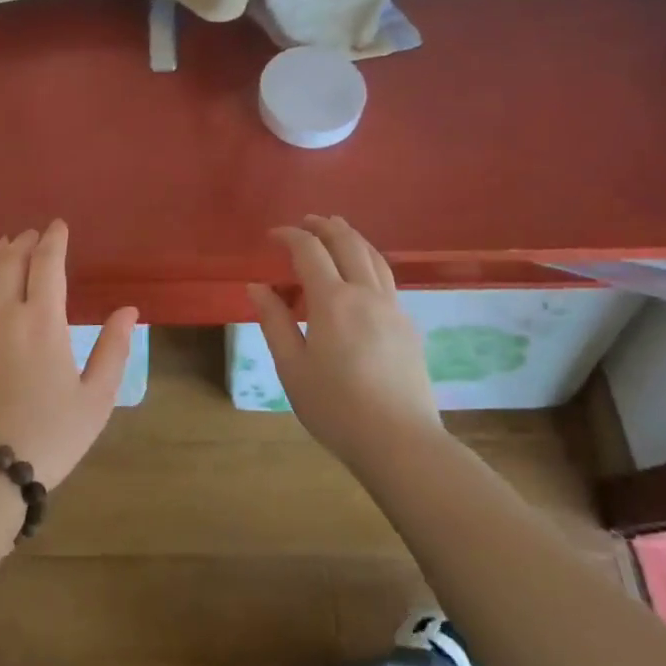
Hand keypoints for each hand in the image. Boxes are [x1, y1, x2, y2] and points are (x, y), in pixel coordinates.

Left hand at [0, 220, 137, 487]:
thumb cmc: (49, 436)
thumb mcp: (96, 399)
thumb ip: (113, 350)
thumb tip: (128, 309)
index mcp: (43, 322)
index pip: (47, 264)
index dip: (53, 240)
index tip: (58, 225)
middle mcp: (3, 315)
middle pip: (10, 262)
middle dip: (24, 242)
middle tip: (33, 234)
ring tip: (4, 246)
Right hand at [247, 215, 442, 474]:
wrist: (400, 443)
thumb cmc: (336, 408)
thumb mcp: (292, 367)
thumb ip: (274, 321)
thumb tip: (257, 286)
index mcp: (333, 301)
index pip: (309, 250)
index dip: (290, 235)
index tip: (273, 235)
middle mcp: (365, 294)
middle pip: (347, 242)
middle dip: (324, 226)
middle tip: (305, 222)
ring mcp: (392, 308)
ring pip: (373, 256)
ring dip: (351, 236)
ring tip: (336, 230)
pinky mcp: (408, 325)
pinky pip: (386, 277)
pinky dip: (368, 260)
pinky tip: (361, 273)